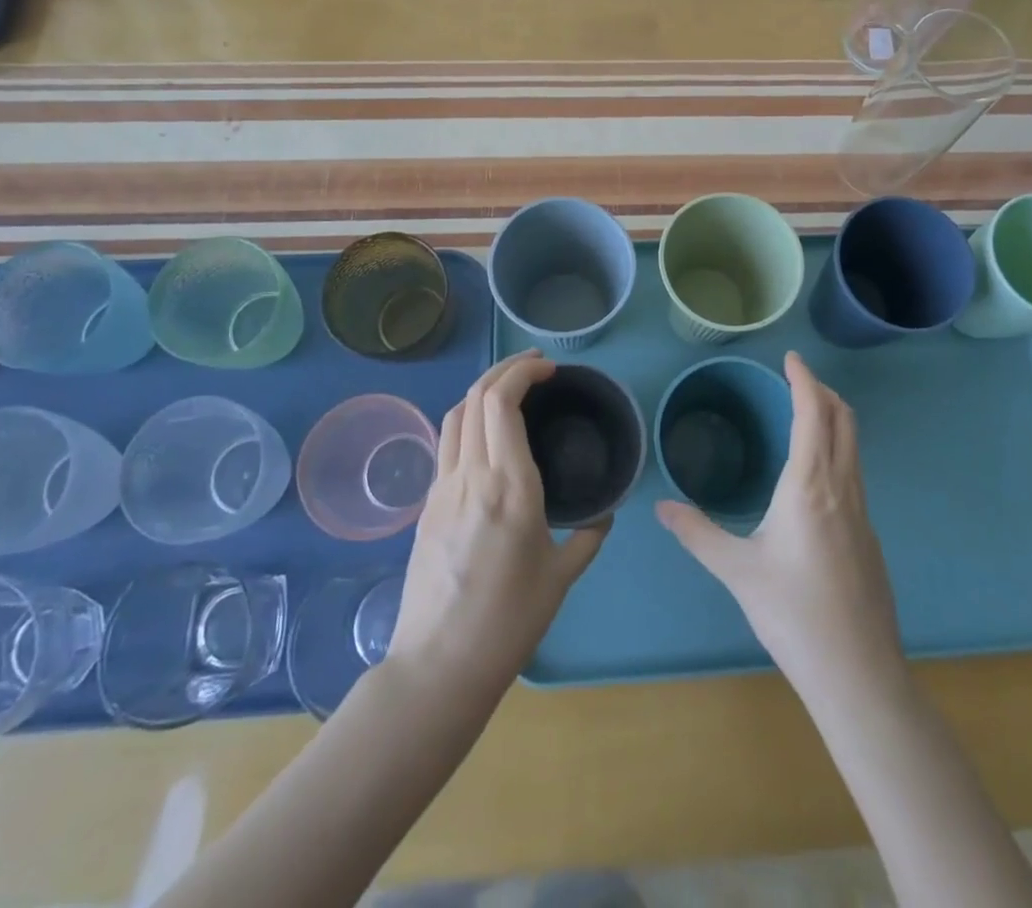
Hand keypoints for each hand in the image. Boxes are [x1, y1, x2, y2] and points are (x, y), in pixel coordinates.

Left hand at [389, 352, 608, 696]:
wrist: (438, 666)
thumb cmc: (508, 623)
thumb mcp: (560, 578)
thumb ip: (587, 536)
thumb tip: (604, 513)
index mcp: (509, 486)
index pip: (502, 402)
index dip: (523, 373)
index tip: (549, 369)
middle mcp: (471, 475)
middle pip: (476, 396)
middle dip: (505, 369)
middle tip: (535, 366)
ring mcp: (442, 488)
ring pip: (455, 415)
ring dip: (482, 390)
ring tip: (510, 390)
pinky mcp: (427, 505)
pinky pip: (446, 443)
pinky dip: (468, 420)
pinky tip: (486, 436)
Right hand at [656, 351, 903, 701]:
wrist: (858, 672)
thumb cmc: (793, 613)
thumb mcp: (737, 571)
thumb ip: (697, 533)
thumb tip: (662, 507)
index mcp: (809, 485)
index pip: (813, 413)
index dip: (804, 379)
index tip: (791, 358)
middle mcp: (841, 487)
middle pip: (844, 420)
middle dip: (823, 391)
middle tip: (796, 379)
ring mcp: (862, 511)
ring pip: (854, 446)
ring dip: (834, 418)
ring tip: (806, 415)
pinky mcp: (869, 534)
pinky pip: (855, 472)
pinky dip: (838, 449)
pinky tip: (816, 475)